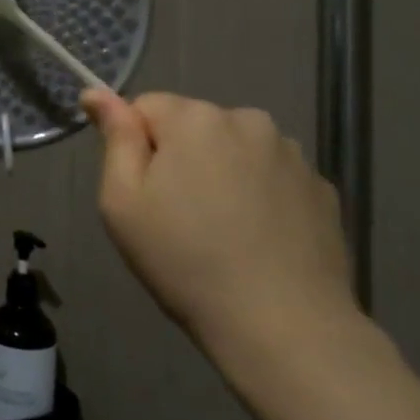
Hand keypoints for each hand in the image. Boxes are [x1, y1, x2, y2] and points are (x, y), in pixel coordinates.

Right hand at [80, 89, 355, 364]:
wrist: (283, 326)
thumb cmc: (184, 260)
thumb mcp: (123, 201)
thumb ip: (115, 138)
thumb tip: (97, 93)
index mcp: (194, 118)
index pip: (146, 107)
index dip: (135, 146)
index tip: (143, 192)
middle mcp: (247, 120)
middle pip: (193, 125)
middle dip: (180, 156)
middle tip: (177, 216)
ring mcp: (292, 153)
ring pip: (234, 149)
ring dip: (221, 172)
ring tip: (222, 231)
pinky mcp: (322, 188)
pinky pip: (271, 176)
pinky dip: (259, 195)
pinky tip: (257, 239)